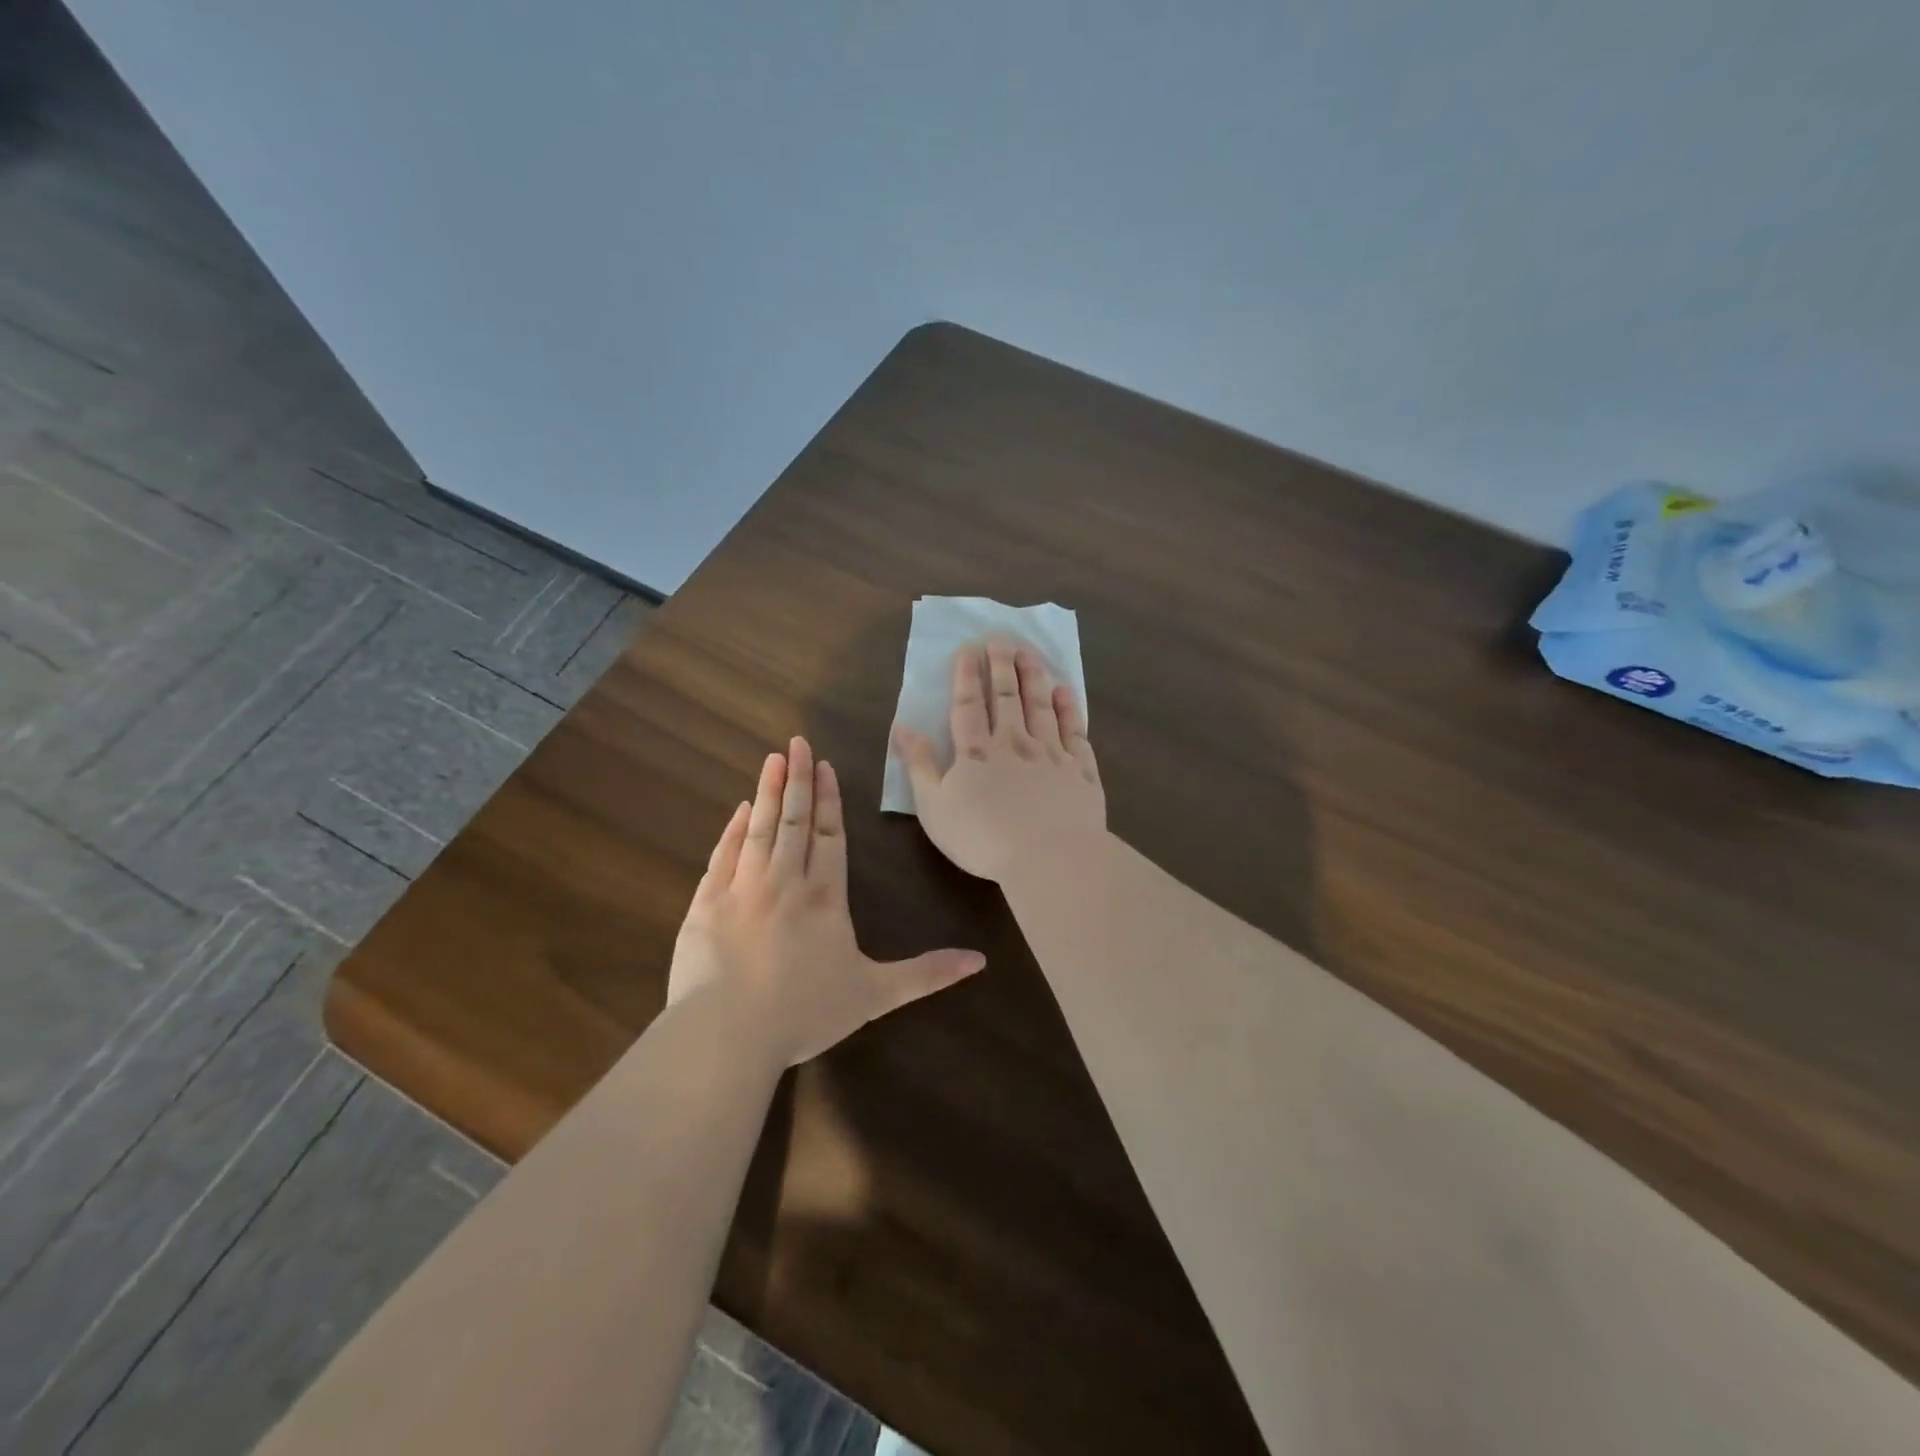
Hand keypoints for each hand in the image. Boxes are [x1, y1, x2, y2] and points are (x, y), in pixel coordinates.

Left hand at [669, 737, 984, 1067]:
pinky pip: (724, 854)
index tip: (826, 766)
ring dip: (769, 791)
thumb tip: (980, 961)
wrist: (728, 1033)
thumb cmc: (805, 1012)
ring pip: (761, 828)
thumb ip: (926, 974)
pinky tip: (742, 809)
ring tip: (773, 759)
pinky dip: (733, 829)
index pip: (831, 836)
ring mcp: (742, 888)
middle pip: (796, 820)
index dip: (830, 800)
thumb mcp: (876, 995)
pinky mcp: (706, 903)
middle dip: (800, 779)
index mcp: (825, 898)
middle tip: (797, 742)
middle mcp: (786, 882)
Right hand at [893, 637, 1105, 882]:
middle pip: (1006, 697)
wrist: (1048, 857)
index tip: (969, 648)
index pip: (968, 705)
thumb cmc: (982, 838)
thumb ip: (918, 765)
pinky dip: (1069, 709)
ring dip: (1033, 677)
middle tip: (1001, 638)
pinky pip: (1074, 731)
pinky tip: (1065, 692)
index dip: (966, 675)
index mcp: (976, 753)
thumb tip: (902, 727)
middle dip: (1001, 665)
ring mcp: (1051, 753)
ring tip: (1029, 653)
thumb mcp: (934, 807)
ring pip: (1040, 706)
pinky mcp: (1081, 770)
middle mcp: (1014, 743)